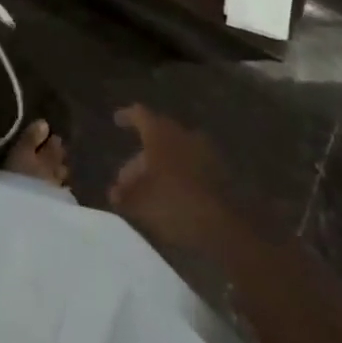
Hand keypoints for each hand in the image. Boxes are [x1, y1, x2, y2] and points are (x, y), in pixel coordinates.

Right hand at [108, 104, 237, 252]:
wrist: (226, 228)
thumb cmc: (175, 205)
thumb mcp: (141, 203)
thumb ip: (124, 195)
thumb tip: (114, 193)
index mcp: (160, 133)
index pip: (139, 114)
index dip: (127, 116)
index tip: (117, 120)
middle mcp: (183, 134)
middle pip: (157, 137)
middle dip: (141, 156)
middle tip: (128, 179)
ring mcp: (205, 152)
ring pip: (175, 153)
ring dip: (161, 167)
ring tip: (150, 190)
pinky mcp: (221, 173)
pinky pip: (192, 167)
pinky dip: (180, 176)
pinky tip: (174, 196)